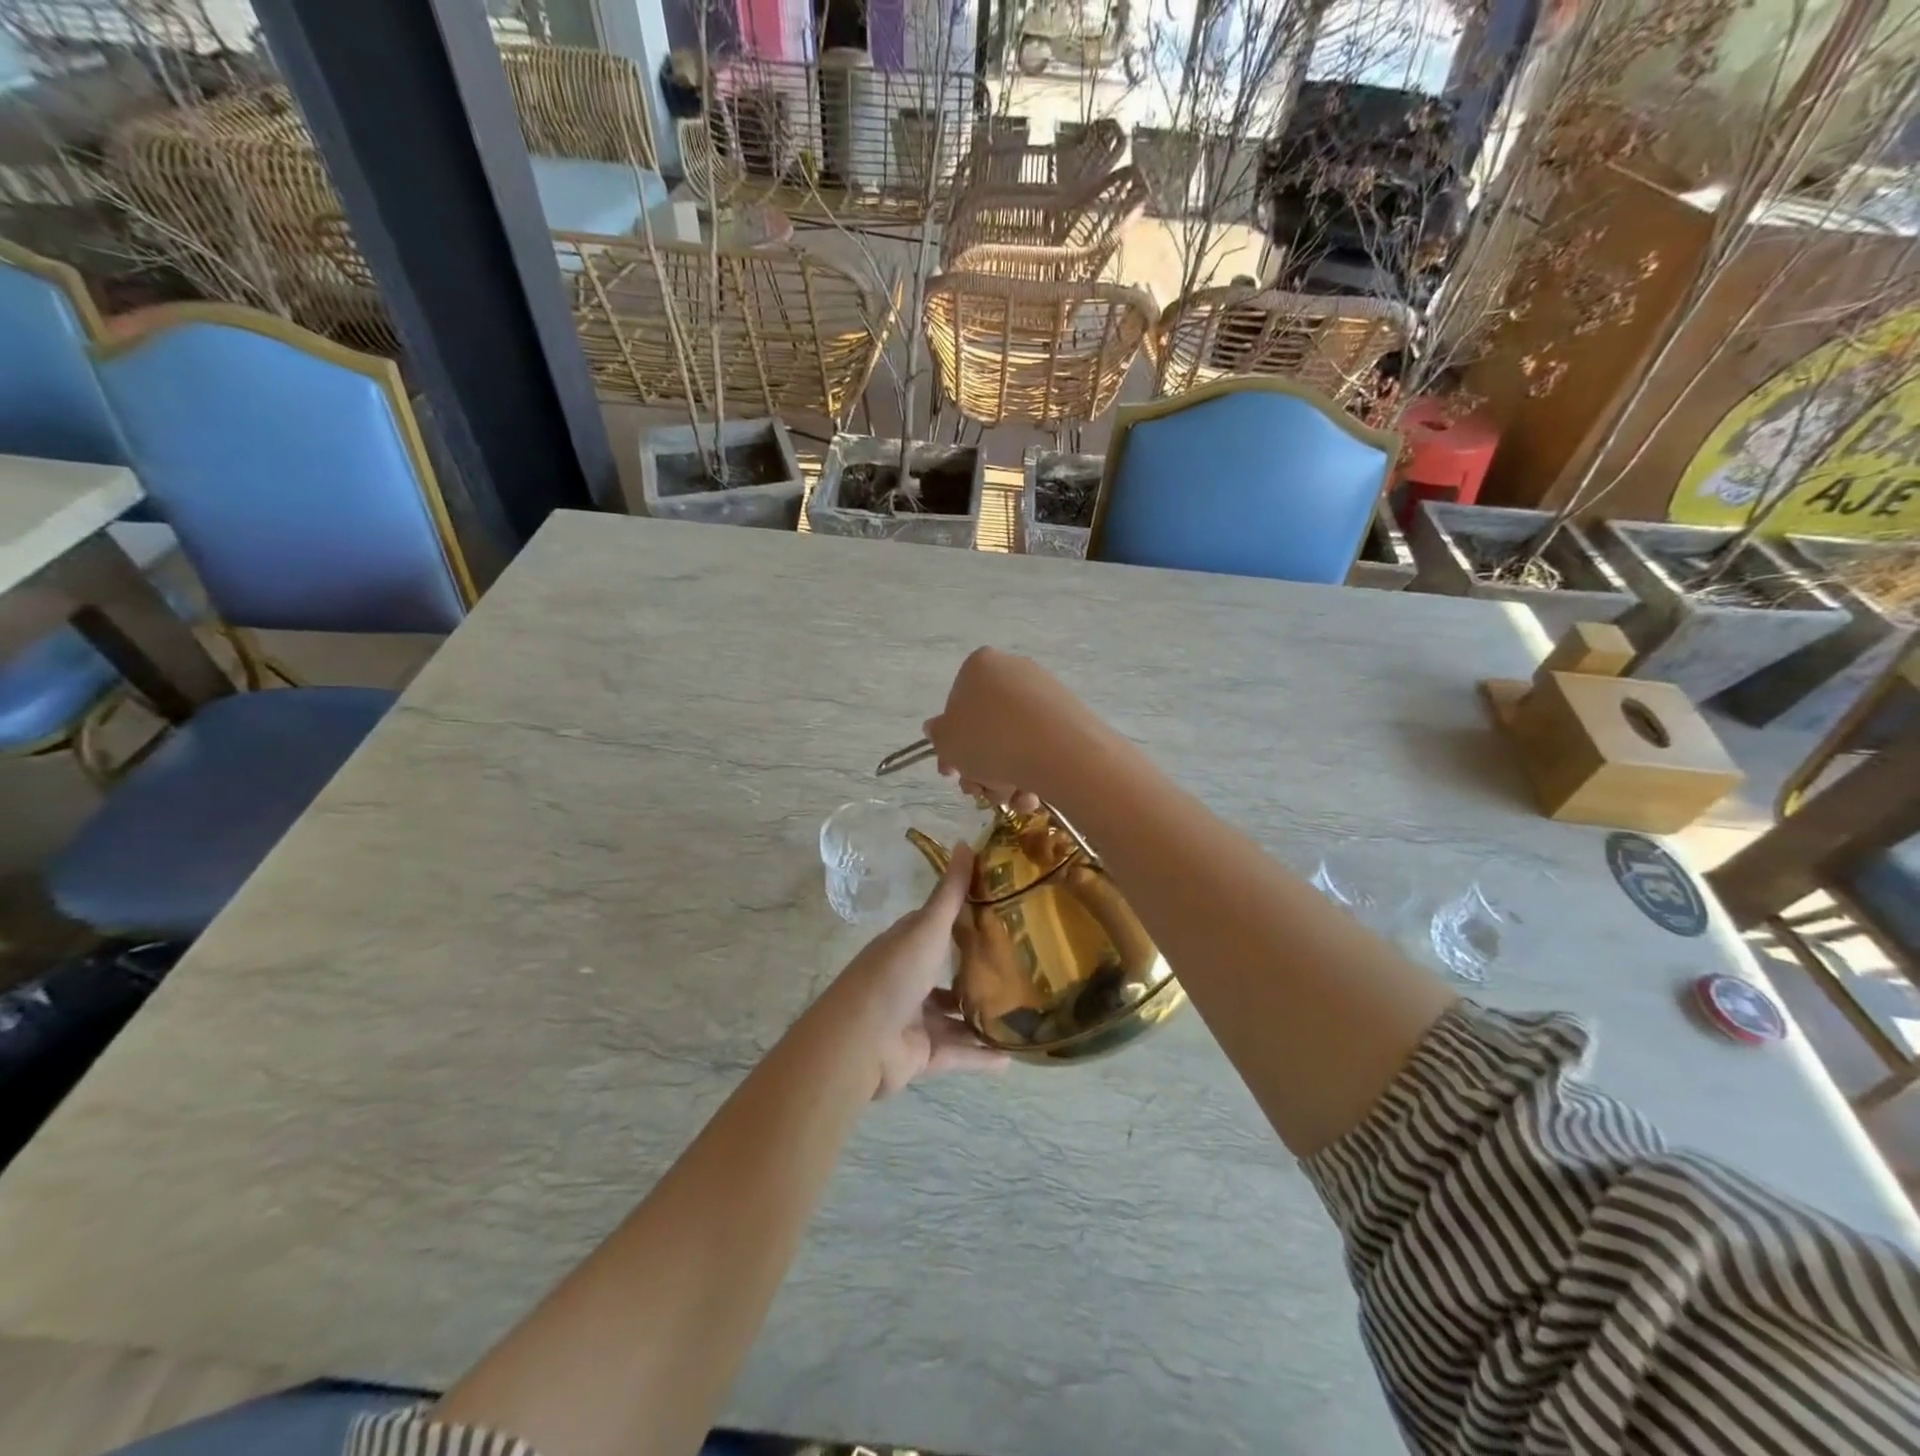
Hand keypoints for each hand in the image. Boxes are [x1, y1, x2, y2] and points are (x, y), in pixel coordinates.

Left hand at [835, 843, 1007, 1096]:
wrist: (860, 1041)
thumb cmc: (894, 974)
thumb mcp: (926, 927)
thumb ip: (950, 893)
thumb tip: (966, 842)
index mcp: (906, 946)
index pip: (938, 927)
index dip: (966, 919)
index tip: (1004, 913)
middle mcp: (910, 979)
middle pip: (948, 972)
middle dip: (979, 970)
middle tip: (1023, 966)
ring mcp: (916, 1019)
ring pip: (956, 1017)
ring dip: (983, 1016)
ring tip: (1024, 1013)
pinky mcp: (923, 1054)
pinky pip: (959, 1053)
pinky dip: (981, 1056)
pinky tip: (1011, 1056)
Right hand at [922, 648, 1096, 811]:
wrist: (1060, 752)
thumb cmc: (990, 741)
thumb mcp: (948, 742)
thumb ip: (938, 736)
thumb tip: (937, 728)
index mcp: (980, 666)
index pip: (956, 704)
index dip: (951, 743)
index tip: (953, 770)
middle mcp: (1013, 670)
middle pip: (986, 726)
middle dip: (979, 765)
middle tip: (978, 791)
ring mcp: (1045, 692)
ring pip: (1013, 740)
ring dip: (1004, 776)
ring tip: (1007, 798)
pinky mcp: (1070, 714)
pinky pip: (1040, 745)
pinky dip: (1031, 771)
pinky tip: (1030, 795)